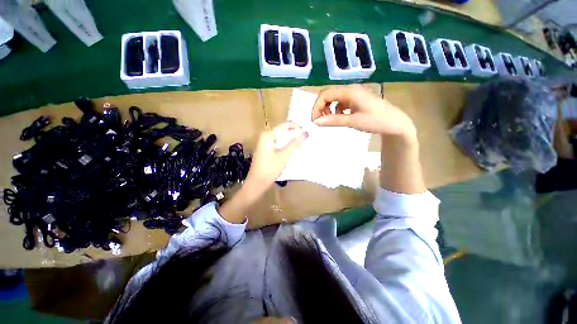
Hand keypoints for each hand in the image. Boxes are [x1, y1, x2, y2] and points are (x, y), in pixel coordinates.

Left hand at [244, 122, 307, 191]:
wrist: (256, 184)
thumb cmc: (269, 169)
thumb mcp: (284, 156)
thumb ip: (295, 144)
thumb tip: (305, 133)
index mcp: (268, 135)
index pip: (285, 126)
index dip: (297, 128)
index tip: (308, 132)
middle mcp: (265, 137)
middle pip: (283, 132)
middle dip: (295, 135)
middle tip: (307, 139)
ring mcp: (265, 144)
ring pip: (282, 139)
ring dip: (291, 142)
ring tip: (304, 144)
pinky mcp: (266, 151)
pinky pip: (279, 145)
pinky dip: (286, 147)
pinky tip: (294, 151)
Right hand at [311, 84, 415, 137]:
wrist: (395, 123)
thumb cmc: (376, 121)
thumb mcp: (352, 121)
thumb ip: (333, 120)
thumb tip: (316, 122)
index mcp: (349, 92)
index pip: (325, 94)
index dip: (316, 107)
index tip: (314, 121)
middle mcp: (350, 89)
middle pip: (328, 95)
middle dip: (321, 108)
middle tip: (320, 121)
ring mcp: (354, 94)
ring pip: (333, 98)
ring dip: (328, 109)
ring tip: (330, 120)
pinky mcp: (356, 100)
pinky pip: (340, 102)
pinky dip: (336, 110)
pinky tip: (340, 117)